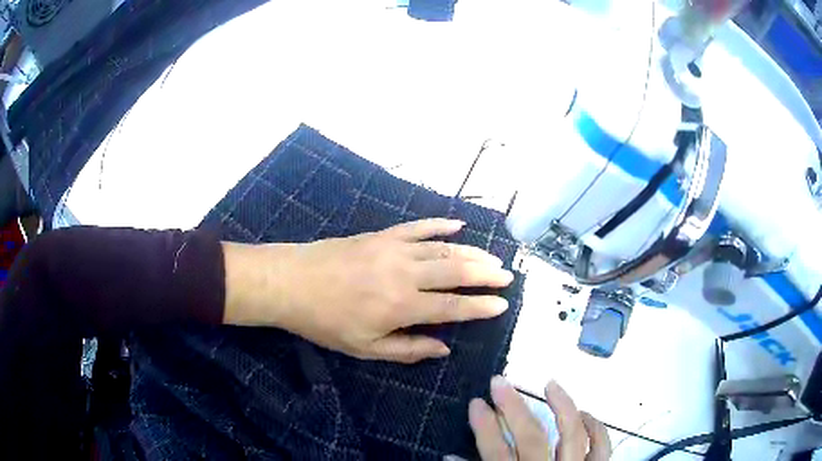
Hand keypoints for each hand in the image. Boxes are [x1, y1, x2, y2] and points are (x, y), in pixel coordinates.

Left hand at [223, 219, 513, 362]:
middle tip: (507, 276)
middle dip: (485, 274)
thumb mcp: (364, 348)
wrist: (291, 281)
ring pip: (443, 249)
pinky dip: (440, 225)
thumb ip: (407, 349)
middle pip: (456, 272)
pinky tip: (457, 226)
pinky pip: (418, 227)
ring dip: (471, 253)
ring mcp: (394, 249)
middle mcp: (405, 274)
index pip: (453, 306)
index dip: (480, 306)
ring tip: (492, 257)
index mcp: (401, 306)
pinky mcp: (382, 235)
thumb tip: (443, 349)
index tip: (502, 304)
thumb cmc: (325, 321)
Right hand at [468, 377, 610, 459]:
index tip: (475, 403)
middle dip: (514, 408)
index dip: (484, 427)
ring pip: (573, 436)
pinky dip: (597, 429)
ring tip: (551, 383)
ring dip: (564, 407)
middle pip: (531, 439)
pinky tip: (586, 414)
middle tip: (499, 382)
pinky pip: (603, 448)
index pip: (496, 454)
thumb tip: (450, 457)